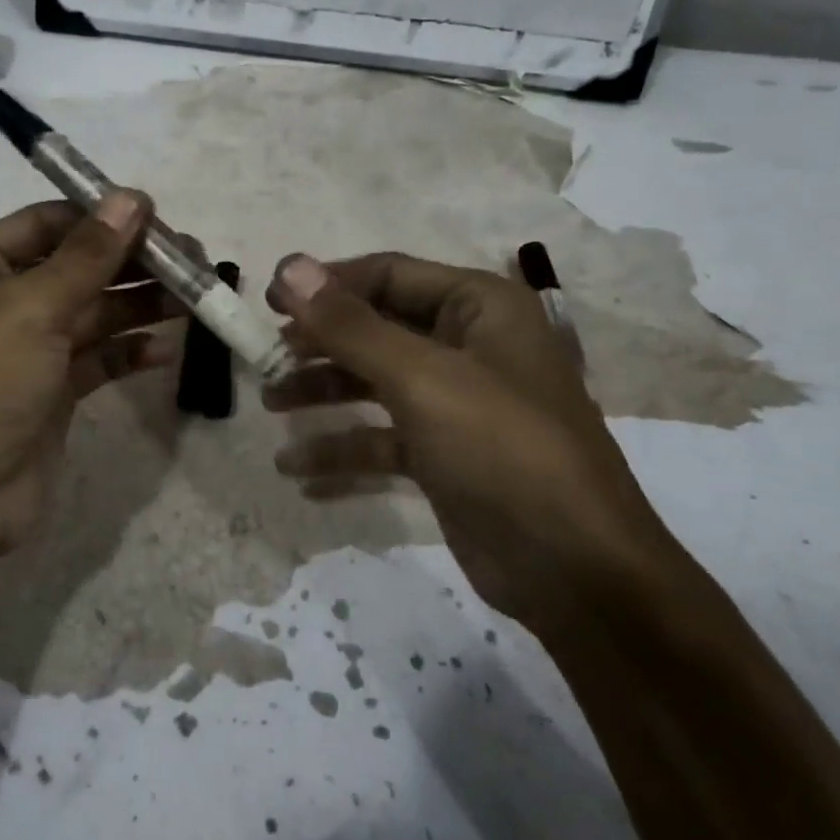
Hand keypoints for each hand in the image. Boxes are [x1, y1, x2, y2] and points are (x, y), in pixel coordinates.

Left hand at [0, 192, 181, 570]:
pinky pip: (97, 359)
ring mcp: (25, 350)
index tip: (160, 218)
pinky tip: (164, 351)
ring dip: (140, 305)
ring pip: (92, 313)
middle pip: (76, 267)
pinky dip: (128, 353)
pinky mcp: (49, 392)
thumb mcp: (28, 311)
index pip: (46, 223)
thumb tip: (131, 198)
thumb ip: (86, 256)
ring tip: (195, 299)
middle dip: (132, 263)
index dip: (102, 217)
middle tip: (194, 261)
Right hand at [264, 252, 676, 633]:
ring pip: (375, 384)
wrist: (574, 571)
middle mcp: (470, 346)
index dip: (325, 284)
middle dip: (319, 345)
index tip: (267, 302)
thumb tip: (289, 268)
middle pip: (377, 329)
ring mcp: (458, 404)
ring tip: (271, 408)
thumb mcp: (421, 379)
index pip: (387, 275)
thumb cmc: (501, 449)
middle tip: (265, 359)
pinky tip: (300, 473)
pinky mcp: (446, 455)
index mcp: (479, 308)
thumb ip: (350, 325)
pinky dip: (344, 452)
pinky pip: (384, 440)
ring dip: (323, 394)